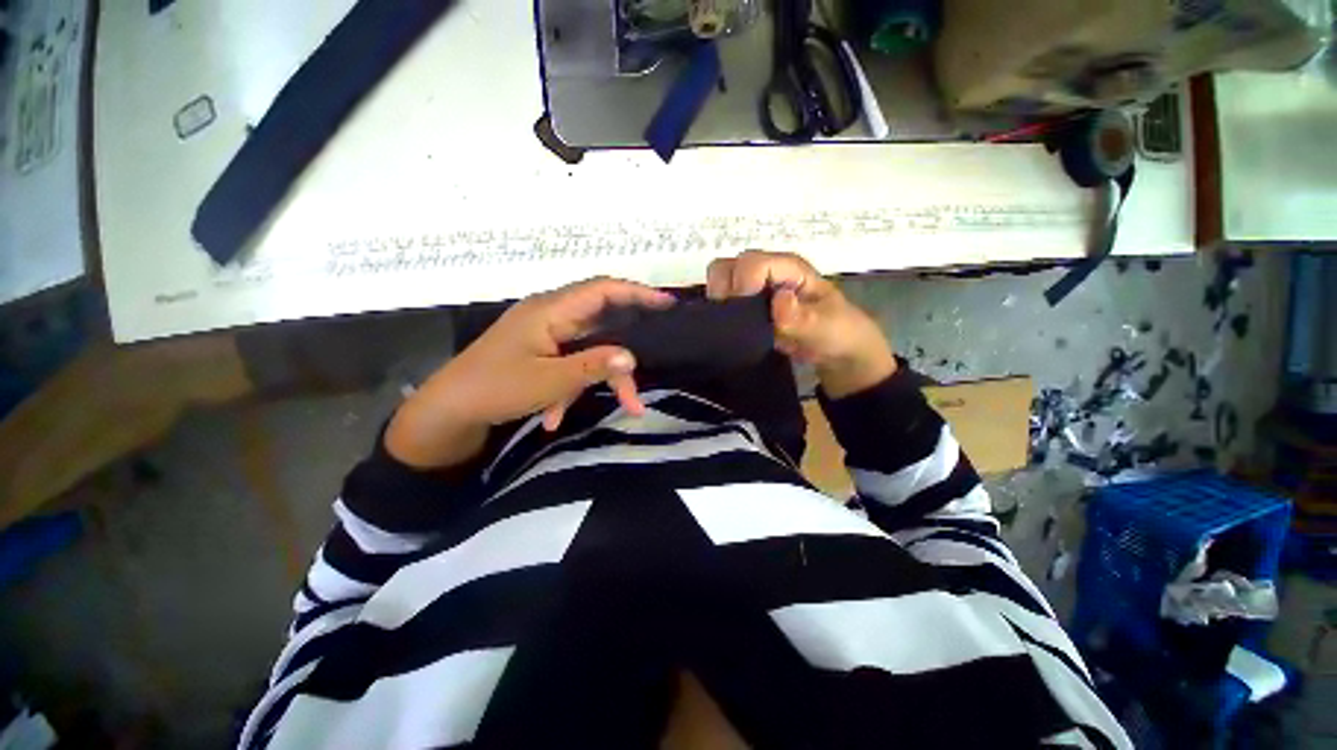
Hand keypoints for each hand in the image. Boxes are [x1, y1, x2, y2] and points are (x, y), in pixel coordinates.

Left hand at [386, 278, 674, 468]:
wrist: (447, 411)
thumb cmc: (494, 389)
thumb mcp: (549, 381)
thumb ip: (592, 366)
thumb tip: (632, 357)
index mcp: (550, 311)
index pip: (602, 290)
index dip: (636, 293)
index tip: (667, 304)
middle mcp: (550, 314)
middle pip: (601, 320)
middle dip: (625, 346)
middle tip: (651, 360)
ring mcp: (544, 333)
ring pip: (588, 347)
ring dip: (599, 376)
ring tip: (622, 405)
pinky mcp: (539, 350)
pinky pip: (568, 362)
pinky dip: (571, 386)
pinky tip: (555, 414)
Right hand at [706, 251, 895, 398]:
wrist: (836, 351)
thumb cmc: (836, 332)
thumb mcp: (824, 327)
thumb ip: (800, 318)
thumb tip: (778, 300)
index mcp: (788, 268)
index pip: (751, 265)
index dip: (741, 286)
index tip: (744, 315)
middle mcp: (767, 271)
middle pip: (728, 267)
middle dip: (724, 292)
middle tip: (734, 319)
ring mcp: (756, 287)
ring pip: (721, 282)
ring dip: (720, 303)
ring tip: (732, 325)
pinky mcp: (748, 304)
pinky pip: (724, 301)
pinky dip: (722, 313)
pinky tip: (732, 329)